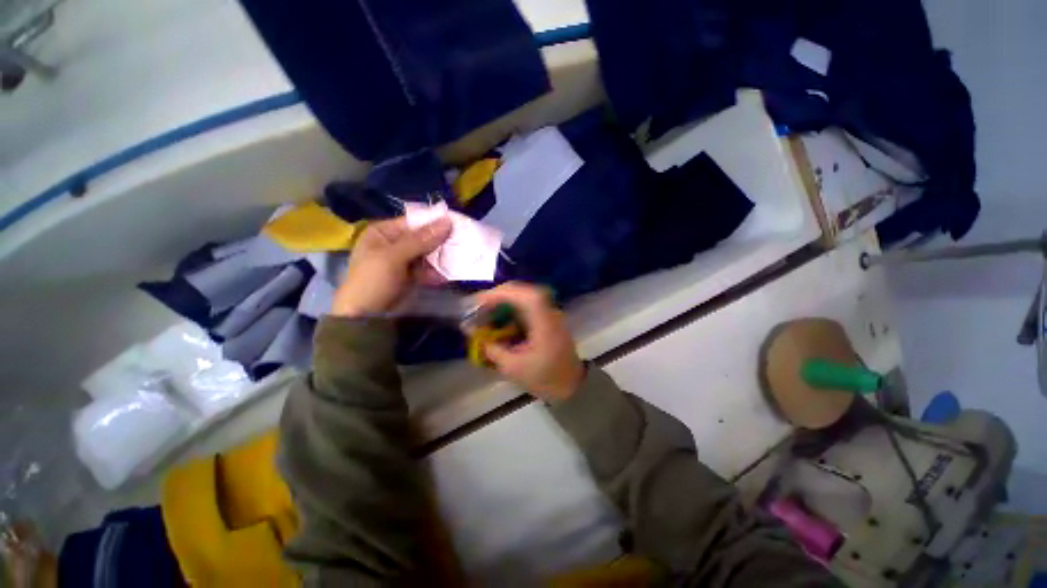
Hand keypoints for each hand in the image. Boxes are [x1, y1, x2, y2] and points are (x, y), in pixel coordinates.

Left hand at [332, 216, 451, 317]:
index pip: (414, 222)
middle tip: (462, 241)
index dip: (434, 222)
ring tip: (460, 257)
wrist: (365, 317)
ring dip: (442, 257)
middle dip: (441, 241)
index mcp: (384, 232)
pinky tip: (450, 273)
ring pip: (428, 253)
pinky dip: (439, 271)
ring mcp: (404, 261)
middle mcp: (395, 243)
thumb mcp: (394, 257)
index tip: (457, 224)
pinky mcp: (412, 276)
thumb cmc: (373, 281)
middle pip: (423, 237)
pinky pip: (429, 269)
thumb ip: (421, 239)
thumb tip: (447, 221)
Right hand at [474, 282, 583, 402]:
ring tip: (486, 311)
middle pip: (523, 291)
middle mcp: (548, 312)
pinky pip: (527, 306)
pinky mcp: (547, 318)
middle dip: (498, 296)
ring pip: (524, 297)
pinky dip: (511, 308)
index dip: (500, 294)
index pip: (524, 296)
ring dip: (504, 300)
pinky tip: (500, 317)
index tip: (478, 301)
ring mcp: (549, 313)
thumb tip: (473, 332)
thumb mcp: (513, 368)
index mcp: (544, 322)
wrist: (572, 386)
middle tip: (478, 306)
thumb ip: (492, 348)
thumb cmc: (544, 378)